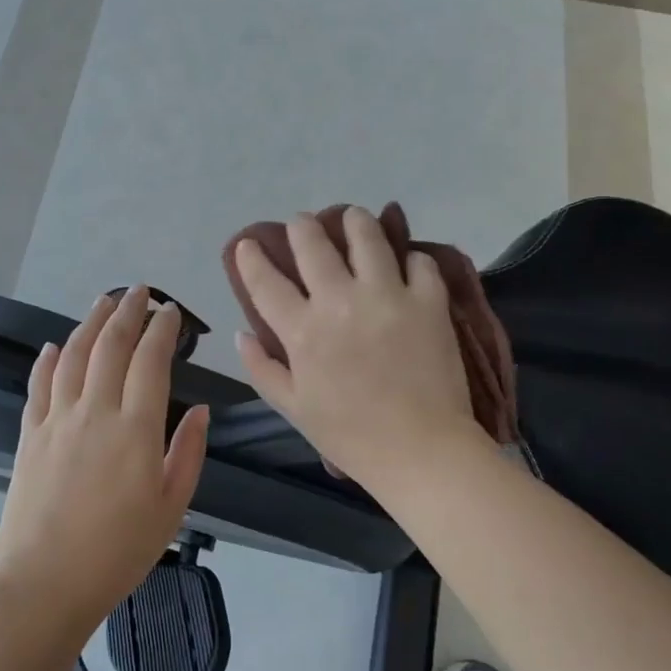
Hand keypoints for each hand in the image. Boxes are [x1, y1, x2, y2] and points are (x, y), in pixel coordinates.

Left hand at [0, 287, 209, 645]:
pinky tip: (55, 346)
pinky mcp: (30, 434)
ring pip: (74, 355)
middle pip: (111, 345)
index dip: (162, 329)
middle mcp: (95, 410)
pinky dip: (49, 360)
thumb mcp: (172, 508)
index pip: (150, 360)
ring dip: (90, 322)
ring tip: (103, 301)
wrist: (44, 584)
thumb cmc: (118, 551)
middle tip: (140, 292)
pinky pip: (39, 385)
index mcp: (135, 428)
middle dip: (127, 312)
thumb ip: (188, 452)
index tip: (171, 311)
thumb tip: (199, 409)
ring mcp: (57, 419)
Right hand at [233, 207, 483, 493]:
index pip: (266, 282)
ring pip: (367, 237)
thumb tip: (242, 333)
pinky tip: (406, 262)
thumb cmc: (351, 436)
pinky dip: (411, 257)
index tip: (248, 244)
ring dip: (355, 221)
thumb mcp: (294, 409)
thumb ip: (262, 369)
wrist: (421, 452)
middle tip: (302, 222)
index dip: (252, 258)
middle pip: (313, 245)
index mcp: (302, 332)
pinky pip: (420, 262)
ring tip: (353, 217)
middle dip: (302, 226)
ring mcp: (387, 297)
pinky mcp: (428, 302)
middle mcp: (340, 302)